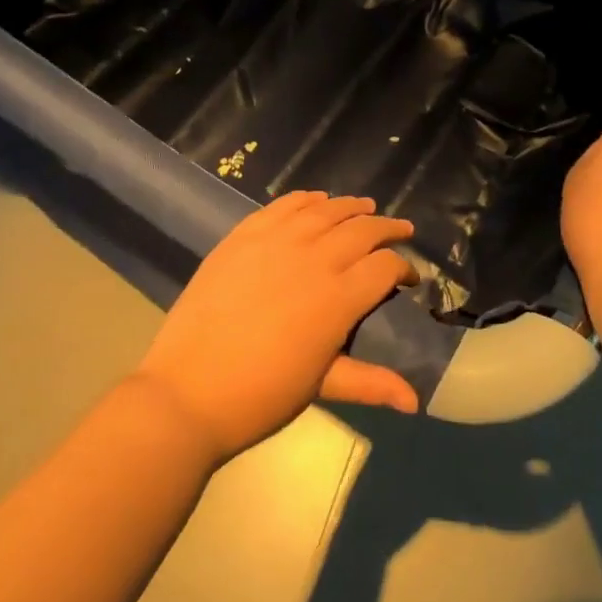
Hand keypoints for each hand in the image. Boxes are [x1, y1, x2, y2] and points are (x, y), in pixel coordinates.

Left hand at [134, 192, 421, 461]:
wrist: (186, 392)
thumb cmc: (260, 396)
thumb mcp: (321, 386)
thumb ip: (371, 382)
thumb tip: (415, 402)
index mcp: (339, 298)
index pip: (385, 266)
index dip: (404, 268)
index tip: (409, 277)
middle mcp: (315, 259)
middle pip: (363, 230)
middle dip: (388, 228)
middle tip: (401, 230)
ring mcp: (278, 241)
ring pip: (327, 210)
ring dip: (352, 207)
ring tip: (366, 206)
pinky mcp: (245, 235)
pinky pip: (285, 205)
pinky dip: (307, 199)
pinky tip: (318, 200)